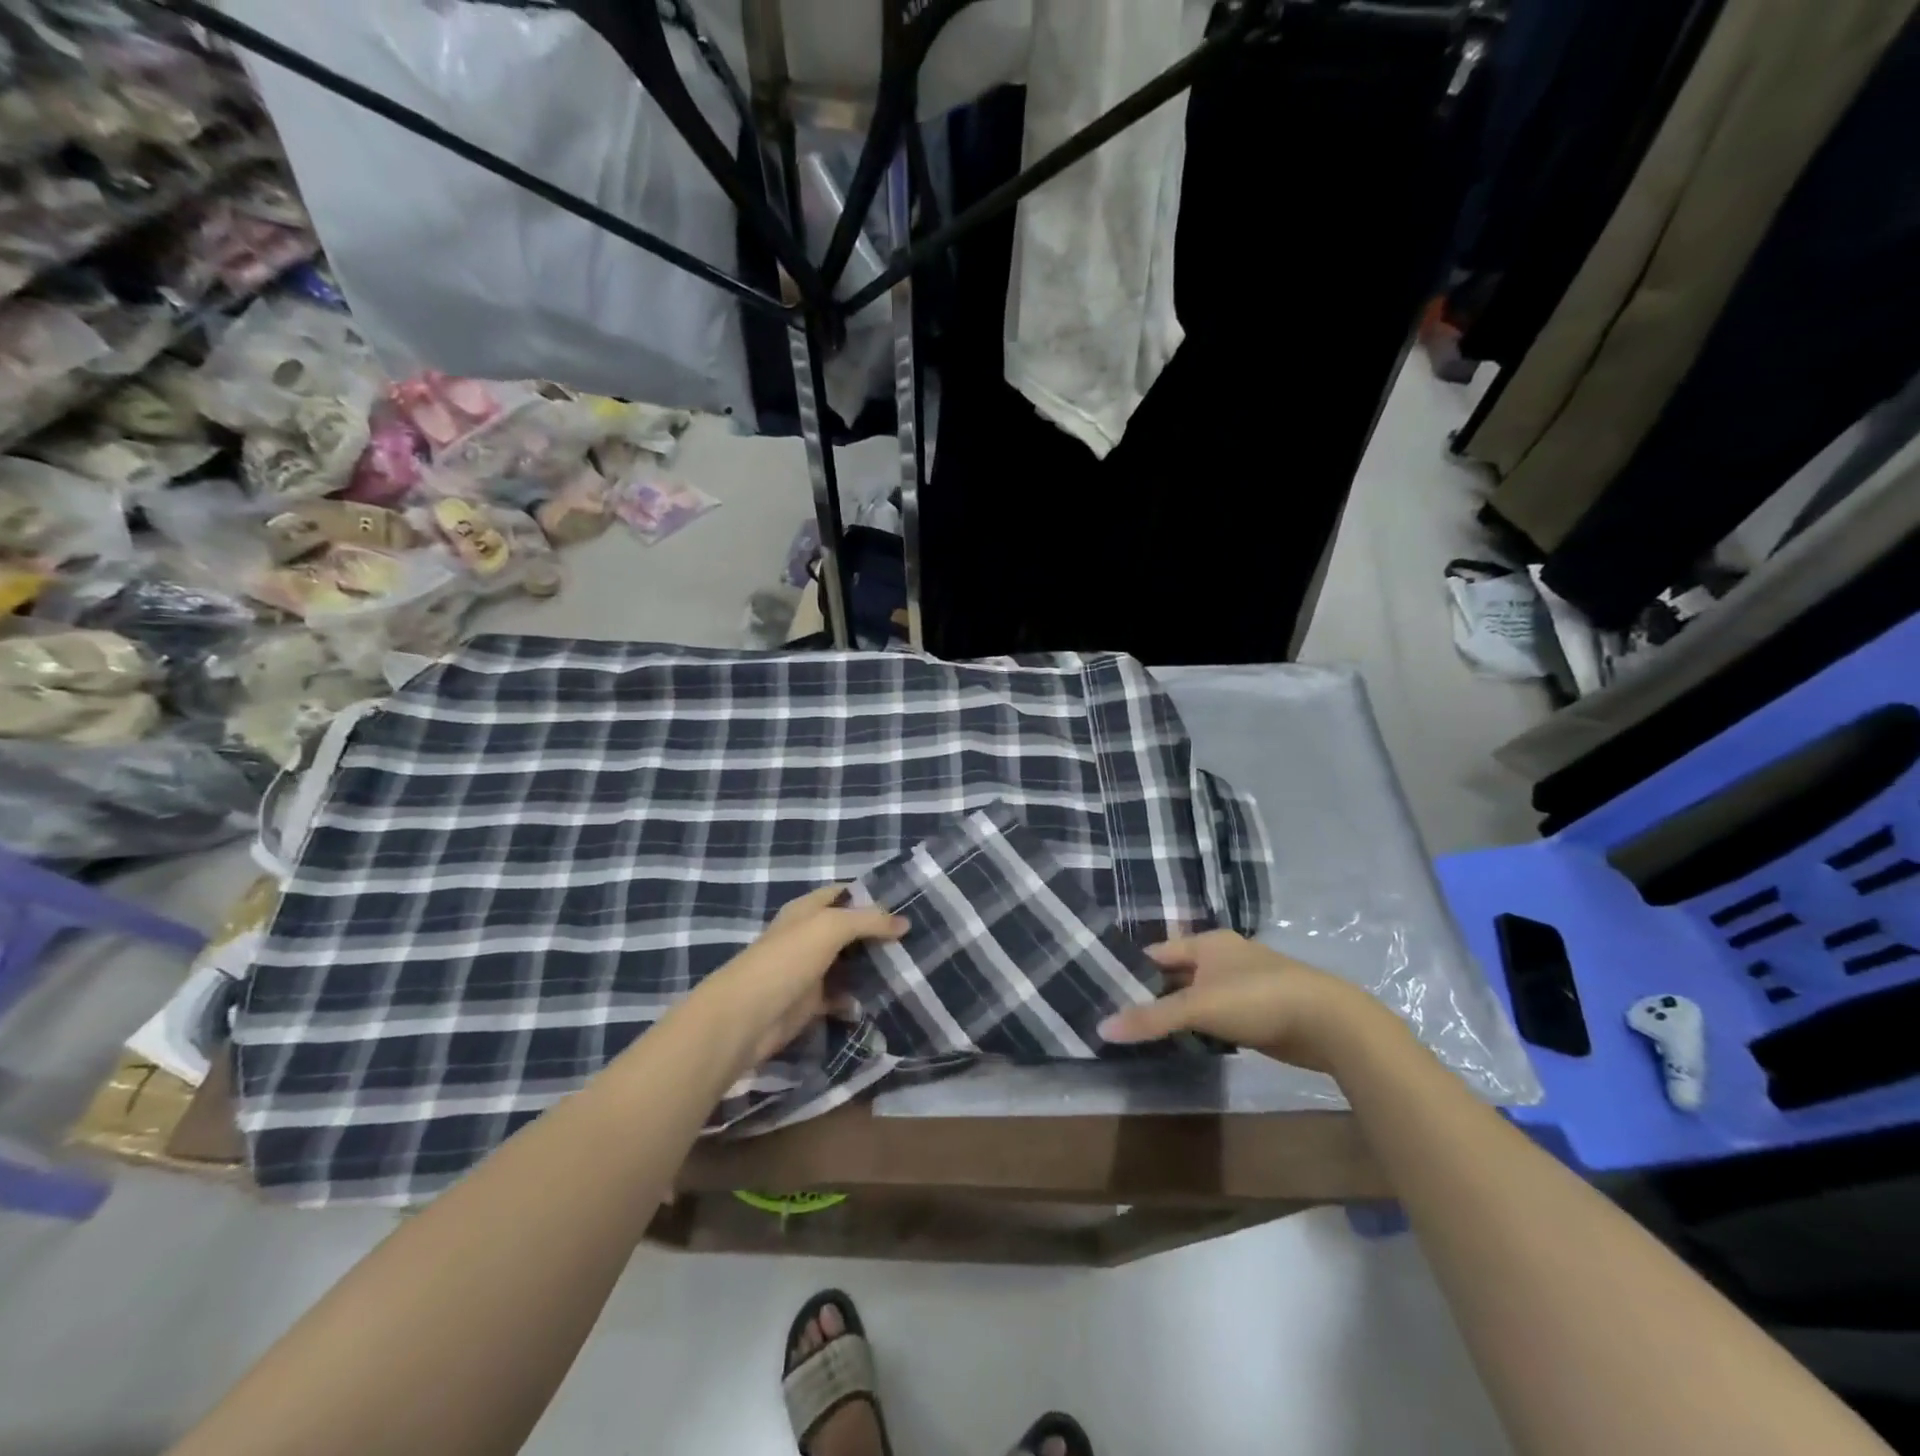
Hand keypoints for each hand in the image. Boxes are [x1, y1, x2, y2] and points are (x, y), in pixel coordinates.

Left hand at [688, 885, 907, 1072]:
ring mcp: (808, 970)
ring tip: (909, 967)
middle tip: (916, 938)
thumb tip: (905, 922)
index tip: (906, 903)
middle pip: (849, 929)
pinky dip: (858, 999)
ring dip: (872, 967)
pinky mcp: (810, 1003)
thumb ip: (868, 921)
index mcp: (807, 910)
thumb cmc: (787, 960)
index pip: (843, 893)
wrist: (747, 1016)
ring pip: (848, 964)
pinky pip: (841, 997)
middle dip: (878, 934)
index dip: (871, 895)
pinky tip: (883, 999)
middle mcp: (808, 936)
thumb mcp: (831, 927)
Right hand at [1098, 930, 1394, 1073]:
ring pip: (1196, 997)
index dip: (1131, 970)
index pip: (1157, 953)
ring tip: (1142, 1032)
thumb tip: (1101, 1028)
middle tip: (1118, 1016)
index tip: (1104, 990)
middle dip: (1151, 994)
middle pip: (1176, 974)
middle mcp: (1222, 957)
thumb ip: (1151, 1018)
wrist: (1328, 1023)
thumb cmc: (1256, 999)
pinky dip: (1198, 1026)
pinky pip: (1215, 1016)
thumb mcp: (1198, 1006)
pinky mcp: (1257, 1012)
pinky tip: (1183, 1042)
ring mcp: (1242, 984)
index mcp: (1207, 942)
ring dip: (1175, 1012)